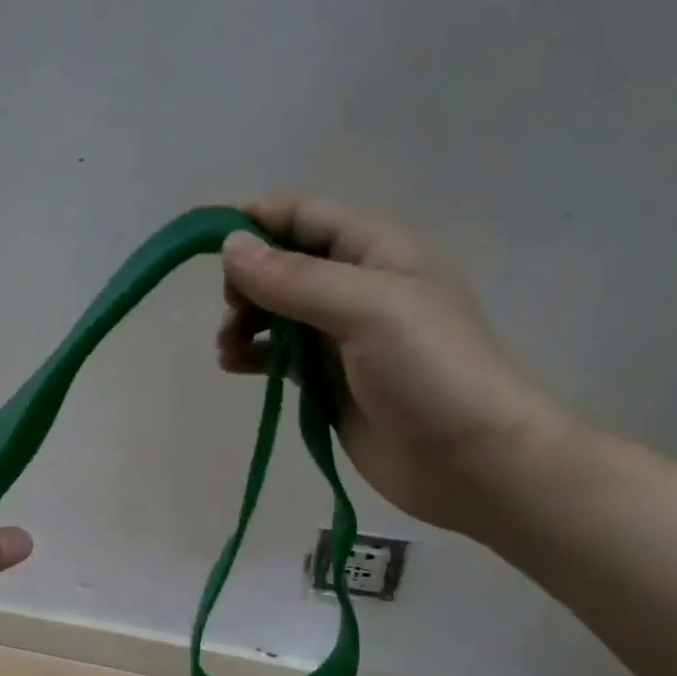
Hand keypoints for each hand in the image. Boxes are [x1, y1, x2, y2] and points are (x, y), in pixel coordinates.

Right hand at [217, 194, 578, 532]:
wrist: (470, 459)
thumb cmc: (429, 371)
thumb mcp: (366, 309)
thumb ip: (297, 280)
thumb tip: (230, 247)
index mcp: (376, 251)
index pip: (305, 216)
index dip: (256, 221)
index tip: (206, 240)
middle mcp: (356, 287)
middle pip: (285, 265)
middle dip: (248, 280)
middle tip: (231, 312)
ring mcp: (342, 338)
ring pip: (278, 313)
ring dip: (245, 321)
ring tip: (227, 348)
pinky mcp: (330, 382)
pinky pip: (281, 357)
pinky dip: (254, 356)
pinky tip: (233, 366)